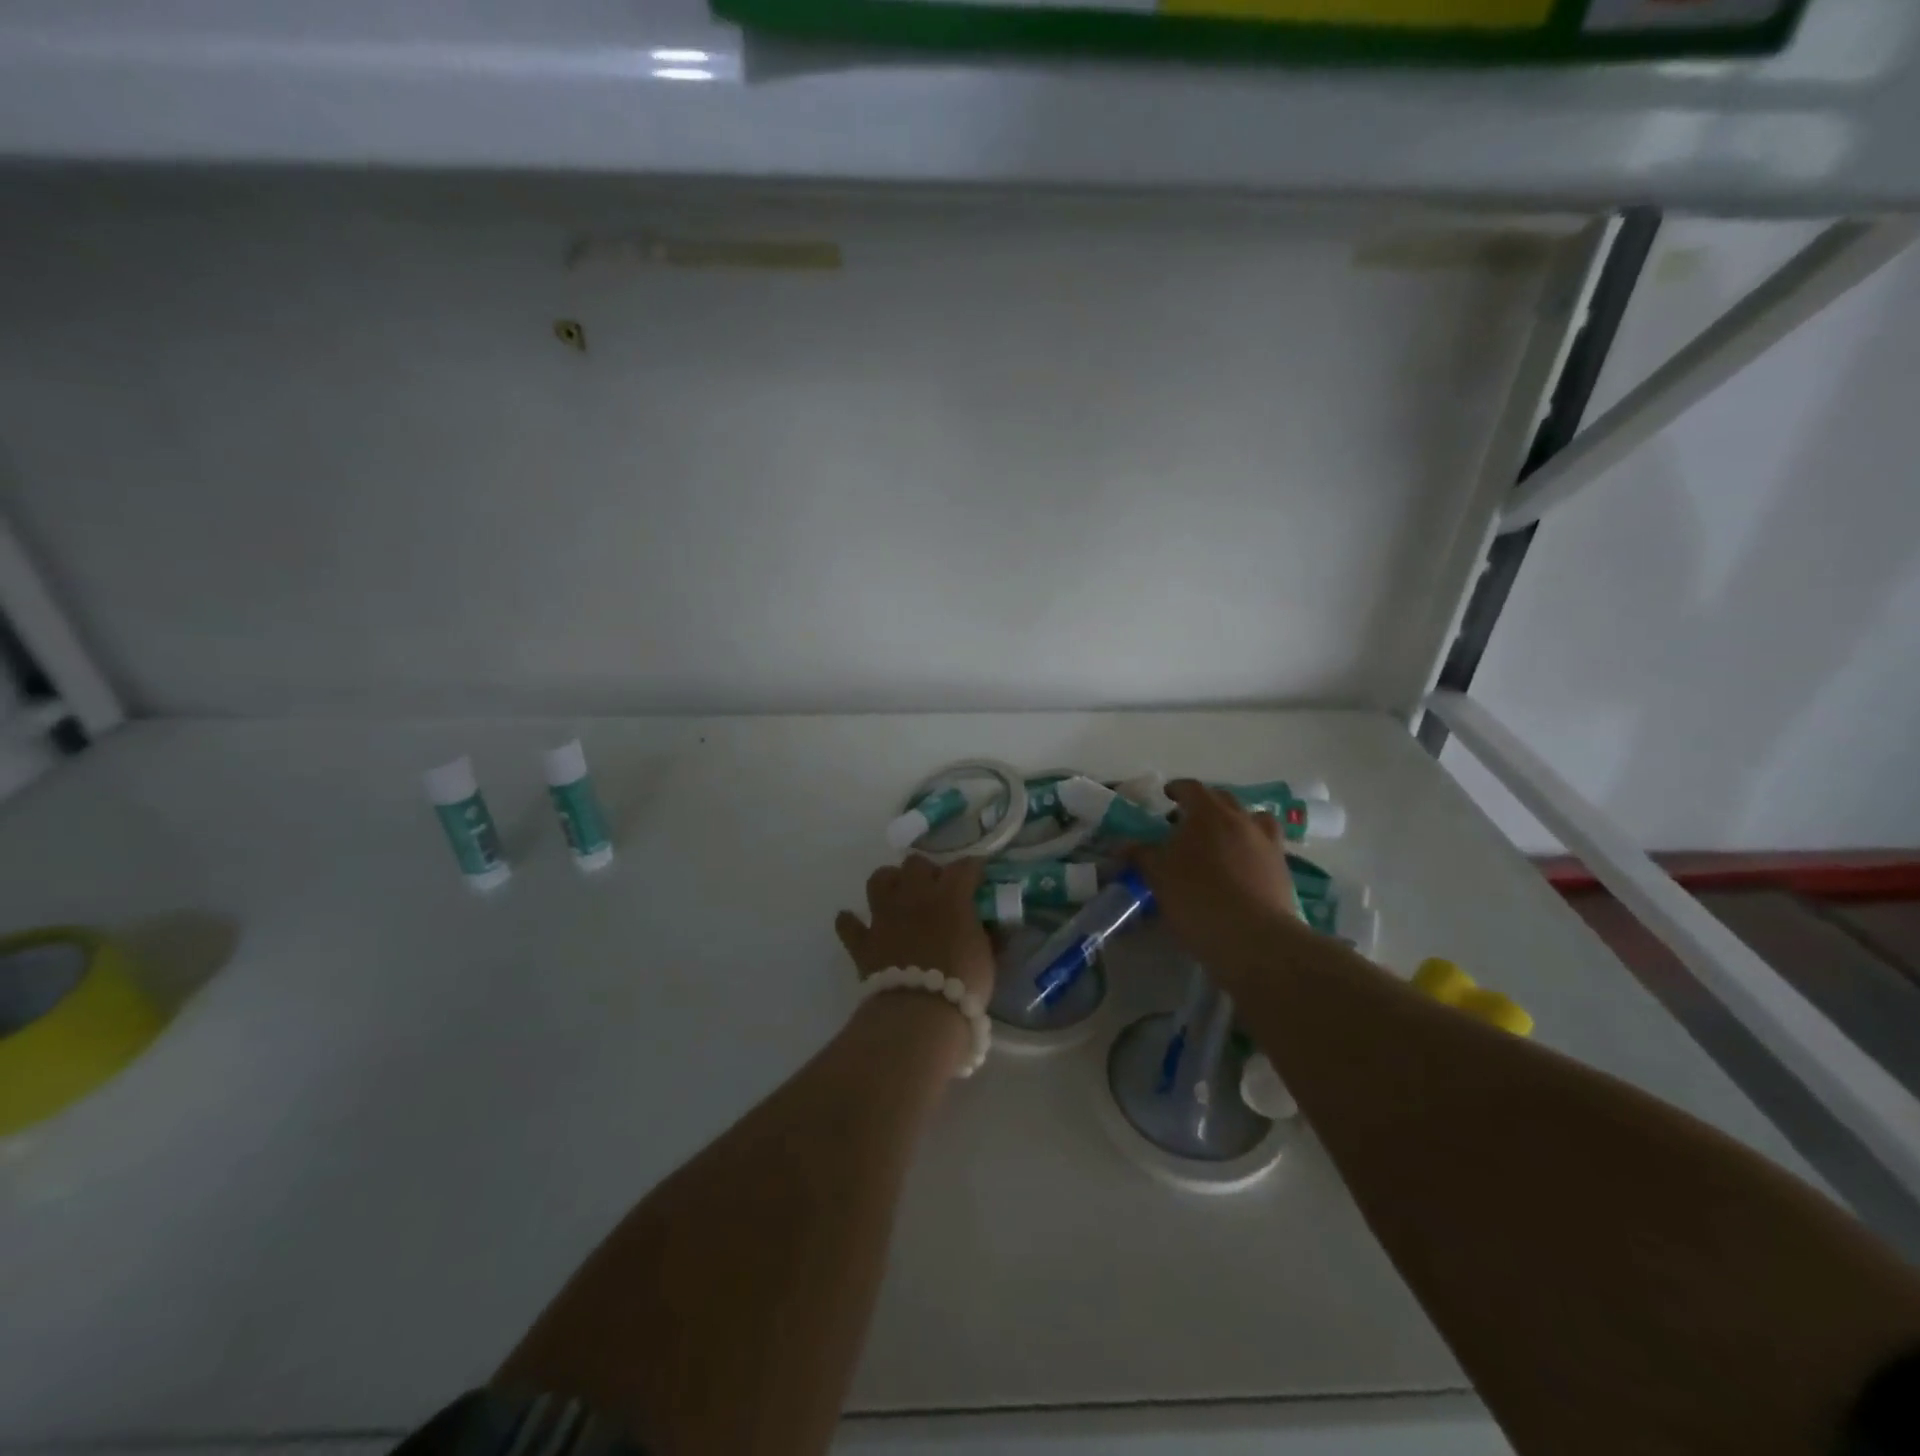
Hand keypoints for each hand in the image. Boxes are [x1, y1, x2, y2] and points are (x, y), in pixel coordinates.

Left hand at [835, 855, 995, 1004]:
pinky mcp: (863, 941)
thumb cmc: (962, 983)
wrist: (920, 1013)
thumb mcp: (985, 957)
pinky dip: (851, 922)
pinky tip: (857, 924)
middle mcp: (914, 896)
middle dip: (926, 872)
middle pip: (915, 864)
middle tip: (936, 890)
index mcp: (949, 896)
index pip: (963, 867)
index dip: (972, 868)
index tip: (978, 876)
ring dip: (890, 883)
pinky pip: (848, 924)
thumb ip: (984, 935)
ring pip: (879, 879)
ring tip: (899, 897)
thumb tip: (990, 928)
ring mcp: (885, 916)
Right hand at [1132, 779, 1306, 985]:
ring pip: (1253, 819)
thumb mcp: (1157, 875)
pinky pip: (1267, 846)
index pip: (1191, 788)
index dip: (1177, 789)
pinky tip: (1242, 867)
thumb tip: (1122, 845)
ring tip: (1223, 840)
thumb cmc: (1196, 897)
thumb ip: (1140, 855)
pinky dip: (1253, 848)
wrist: (1252, 936)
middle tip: (1187, 822)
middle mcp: (1241, 819)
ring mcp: (1266, 843)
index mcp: (1208, 813)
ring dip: (1236, 822)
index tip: (1167, 796)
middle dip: (1204, 805)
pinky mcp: (1282, 868)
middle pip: (1223, 799)